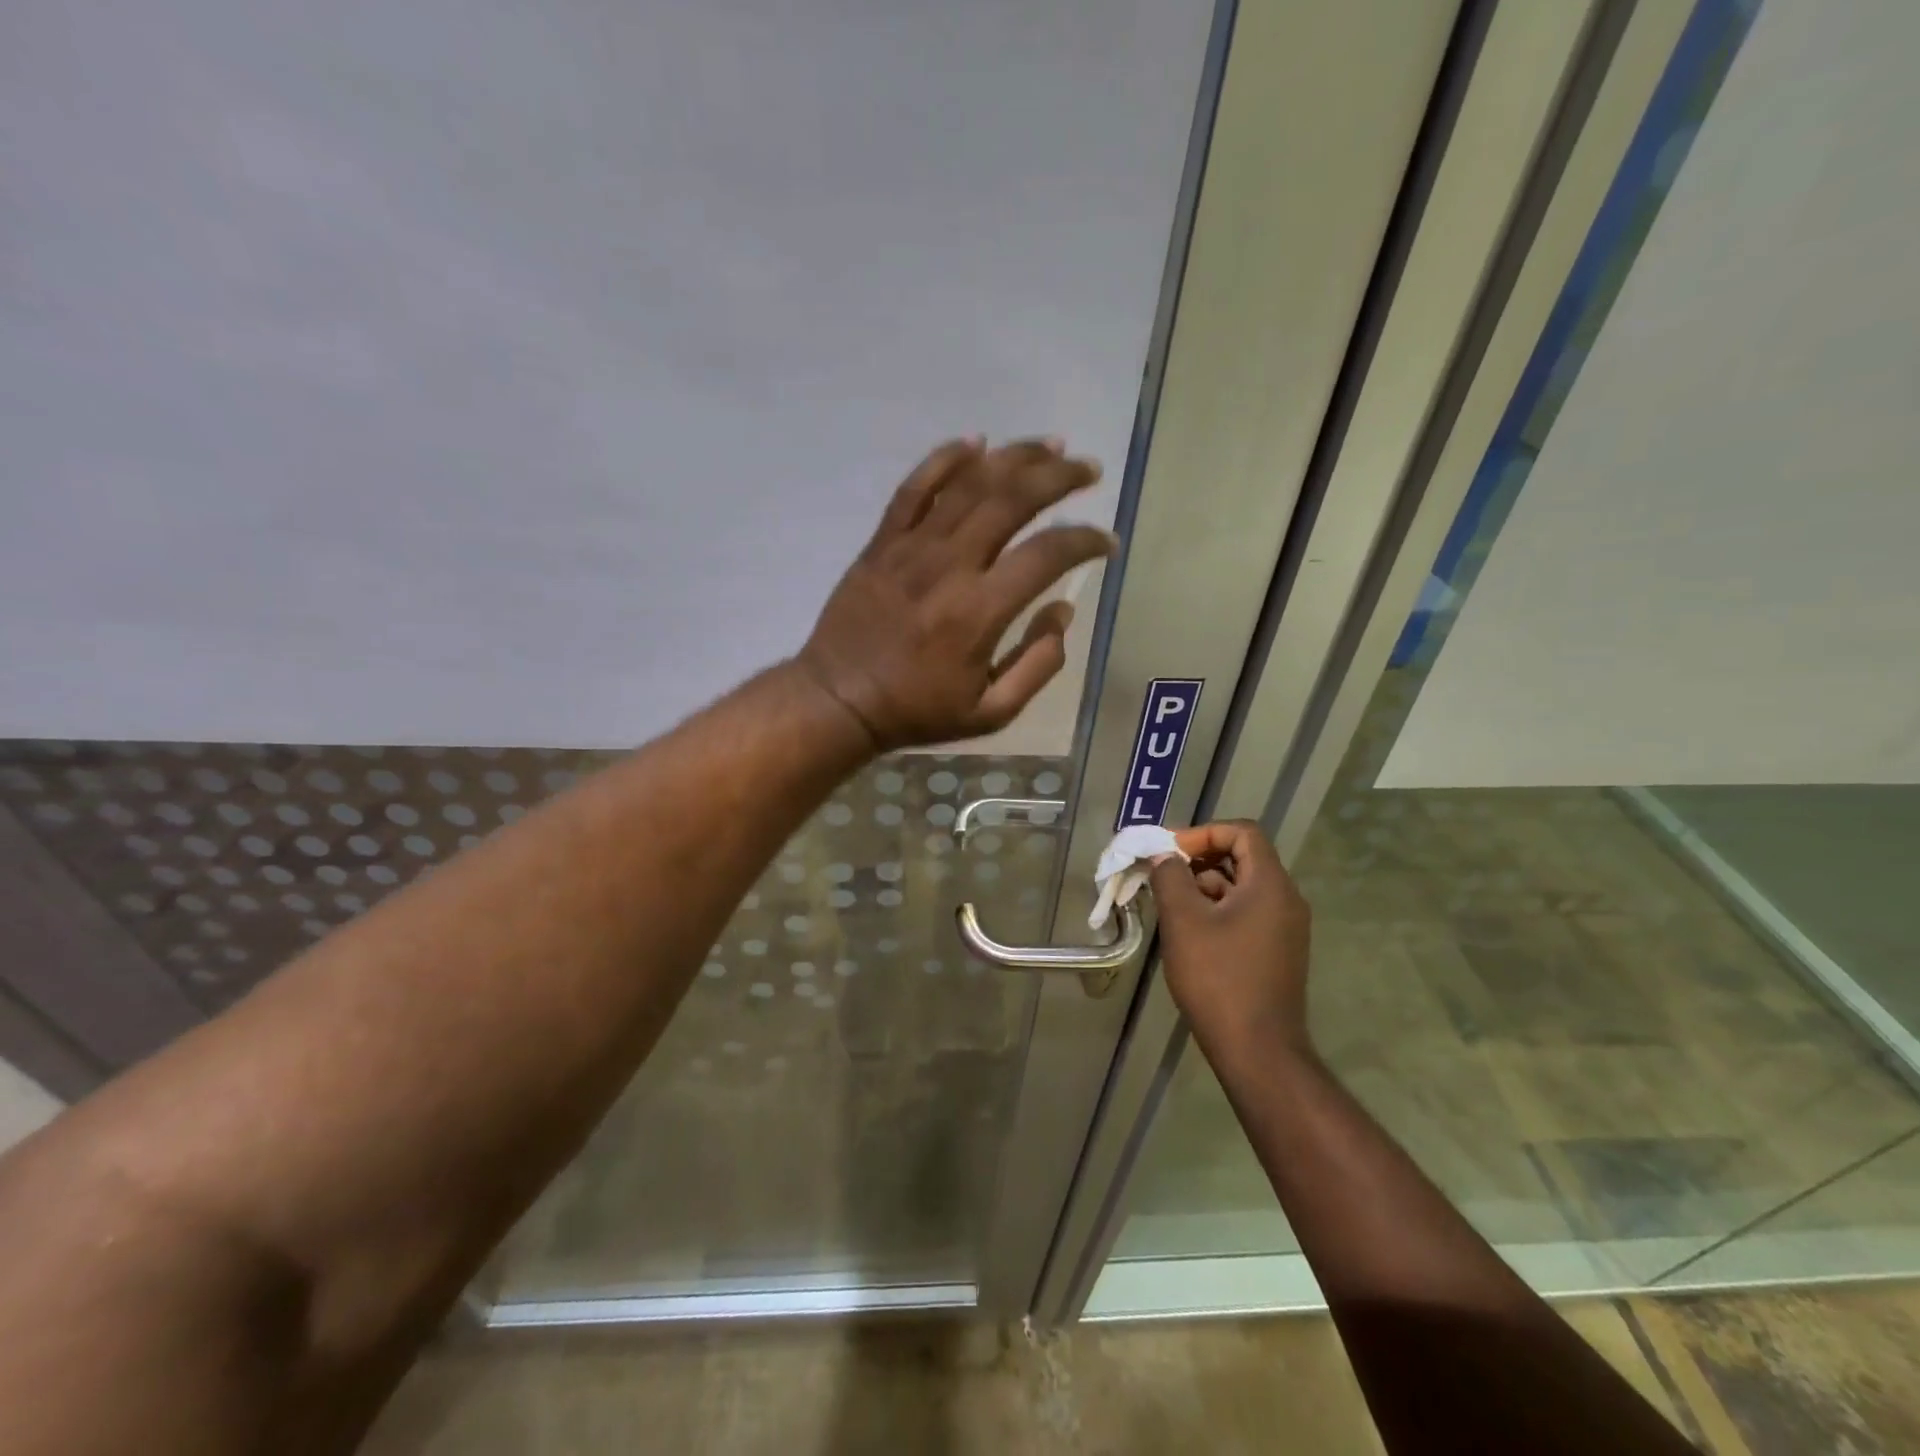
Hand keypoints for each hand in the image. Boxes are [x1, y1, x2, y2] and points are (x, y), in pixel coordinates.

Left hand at [798, 437, 1115, 750]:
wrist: (839, 700)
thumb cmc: (918, 711)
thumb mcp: (991, 712)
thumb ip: (1038, 664)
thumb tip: (1063, 610)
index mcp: (980, 611)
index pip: (1047, 554)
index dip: (1086, 541)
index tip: (1106, 541)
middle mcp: (950, 566)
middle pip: (1012, 499)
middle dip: (1059, 477)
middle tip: (1089, 468)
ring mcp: (911, 548)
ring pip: (969, 483)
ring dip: (1015, 457)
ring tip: (1050, 446)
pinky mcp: (882, 542)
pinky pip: (914, 488)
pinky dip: (945, 459)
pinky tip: (975, 443)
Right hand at [1149, 821, 1314, 1068]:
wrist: (1258, 1050)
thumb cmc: (1218, 978)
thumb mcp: (1183, 921)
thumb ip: (1169, 877)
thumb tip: (1163, 857)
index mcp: (1270, 884)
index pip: (1242, 832)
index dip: (1203, 833)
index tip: (1169, 853)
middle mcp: (1285, 900)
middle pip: (1242, 857)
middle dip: (1198, 859)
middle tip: (1162, 875)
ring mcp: (1285, 928)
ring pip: (1241, 887)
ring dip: (1204, 886)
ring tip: (1169, 905)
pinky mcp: (1277, 951)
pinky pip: (1246, 913)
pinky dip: (1216, 910)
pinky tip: (1188, 932)